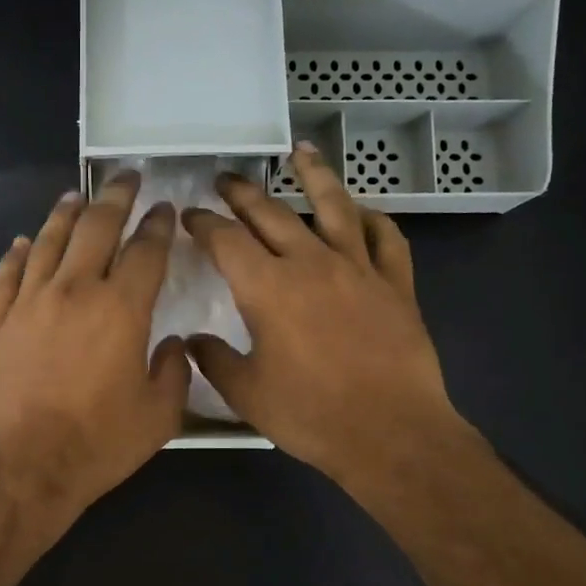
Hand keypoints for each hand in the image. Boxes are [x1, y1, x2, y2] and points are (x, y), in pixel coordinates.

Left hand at [0, 172, 189, 519]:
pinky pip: (8, 275)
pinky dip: (18, 253)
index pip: (145, 251)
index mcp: (121, 309)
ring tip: (77, 196)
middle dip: (115, 198)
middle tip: (125, 178)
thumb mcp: (159, 416)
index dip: (158, 225)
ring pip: (48, 242)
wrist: (23, 466)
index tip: (164, 209)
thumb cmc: (98, 444)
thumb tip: (173, 344)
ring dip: (65, 214)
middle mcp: (75, 291)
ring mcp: (30, 303)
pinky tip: (23, 242)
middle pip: (96, 229)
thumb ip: (174, 372)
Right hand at [182, 144, 469, 487]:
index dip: (203, 223)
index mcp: (267, 288)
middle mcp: (311, 264)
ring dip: (314, 176)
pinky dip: (373, 220)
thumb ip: (214, 361)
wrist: (390, 432)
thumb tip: (193, 341)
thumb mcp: (246, 394)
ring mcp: (359, 269)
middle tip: (226, 179)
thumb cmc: (310, 414)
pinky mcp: (396, 285)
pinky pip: (386, 239)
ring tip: (300, 153)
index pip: (226, 240)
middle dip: (243, 193)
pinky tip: (363, 213)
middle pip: (271, 214)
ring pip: (334, 207)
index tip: (190, 215)